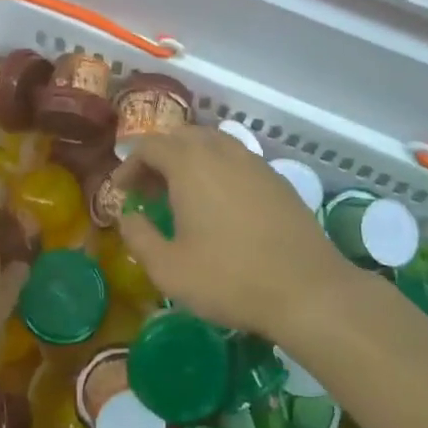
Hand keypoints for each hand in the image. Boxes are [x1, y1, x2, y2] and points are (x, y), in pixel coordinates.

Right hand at [118, 126, 357, 345]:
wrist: (307, 289)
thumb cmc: (230, 278)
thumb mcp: (169, 269)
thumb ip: (138, 238)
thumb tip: (126, 217)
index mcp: (190, 164)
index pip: (149, 146)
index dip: (129, 165)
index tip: (120, 192)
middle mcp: (221, 151)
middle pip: (181, 137)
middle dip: (159, 158)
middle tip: (148, 191)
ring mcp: (253, 162)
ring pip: (212, 143)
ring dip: (189, 160)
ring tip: (182, 195)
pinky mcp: (276, 179)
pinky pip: (237, 159)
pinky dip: (218, 169)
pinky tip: (220, 204)